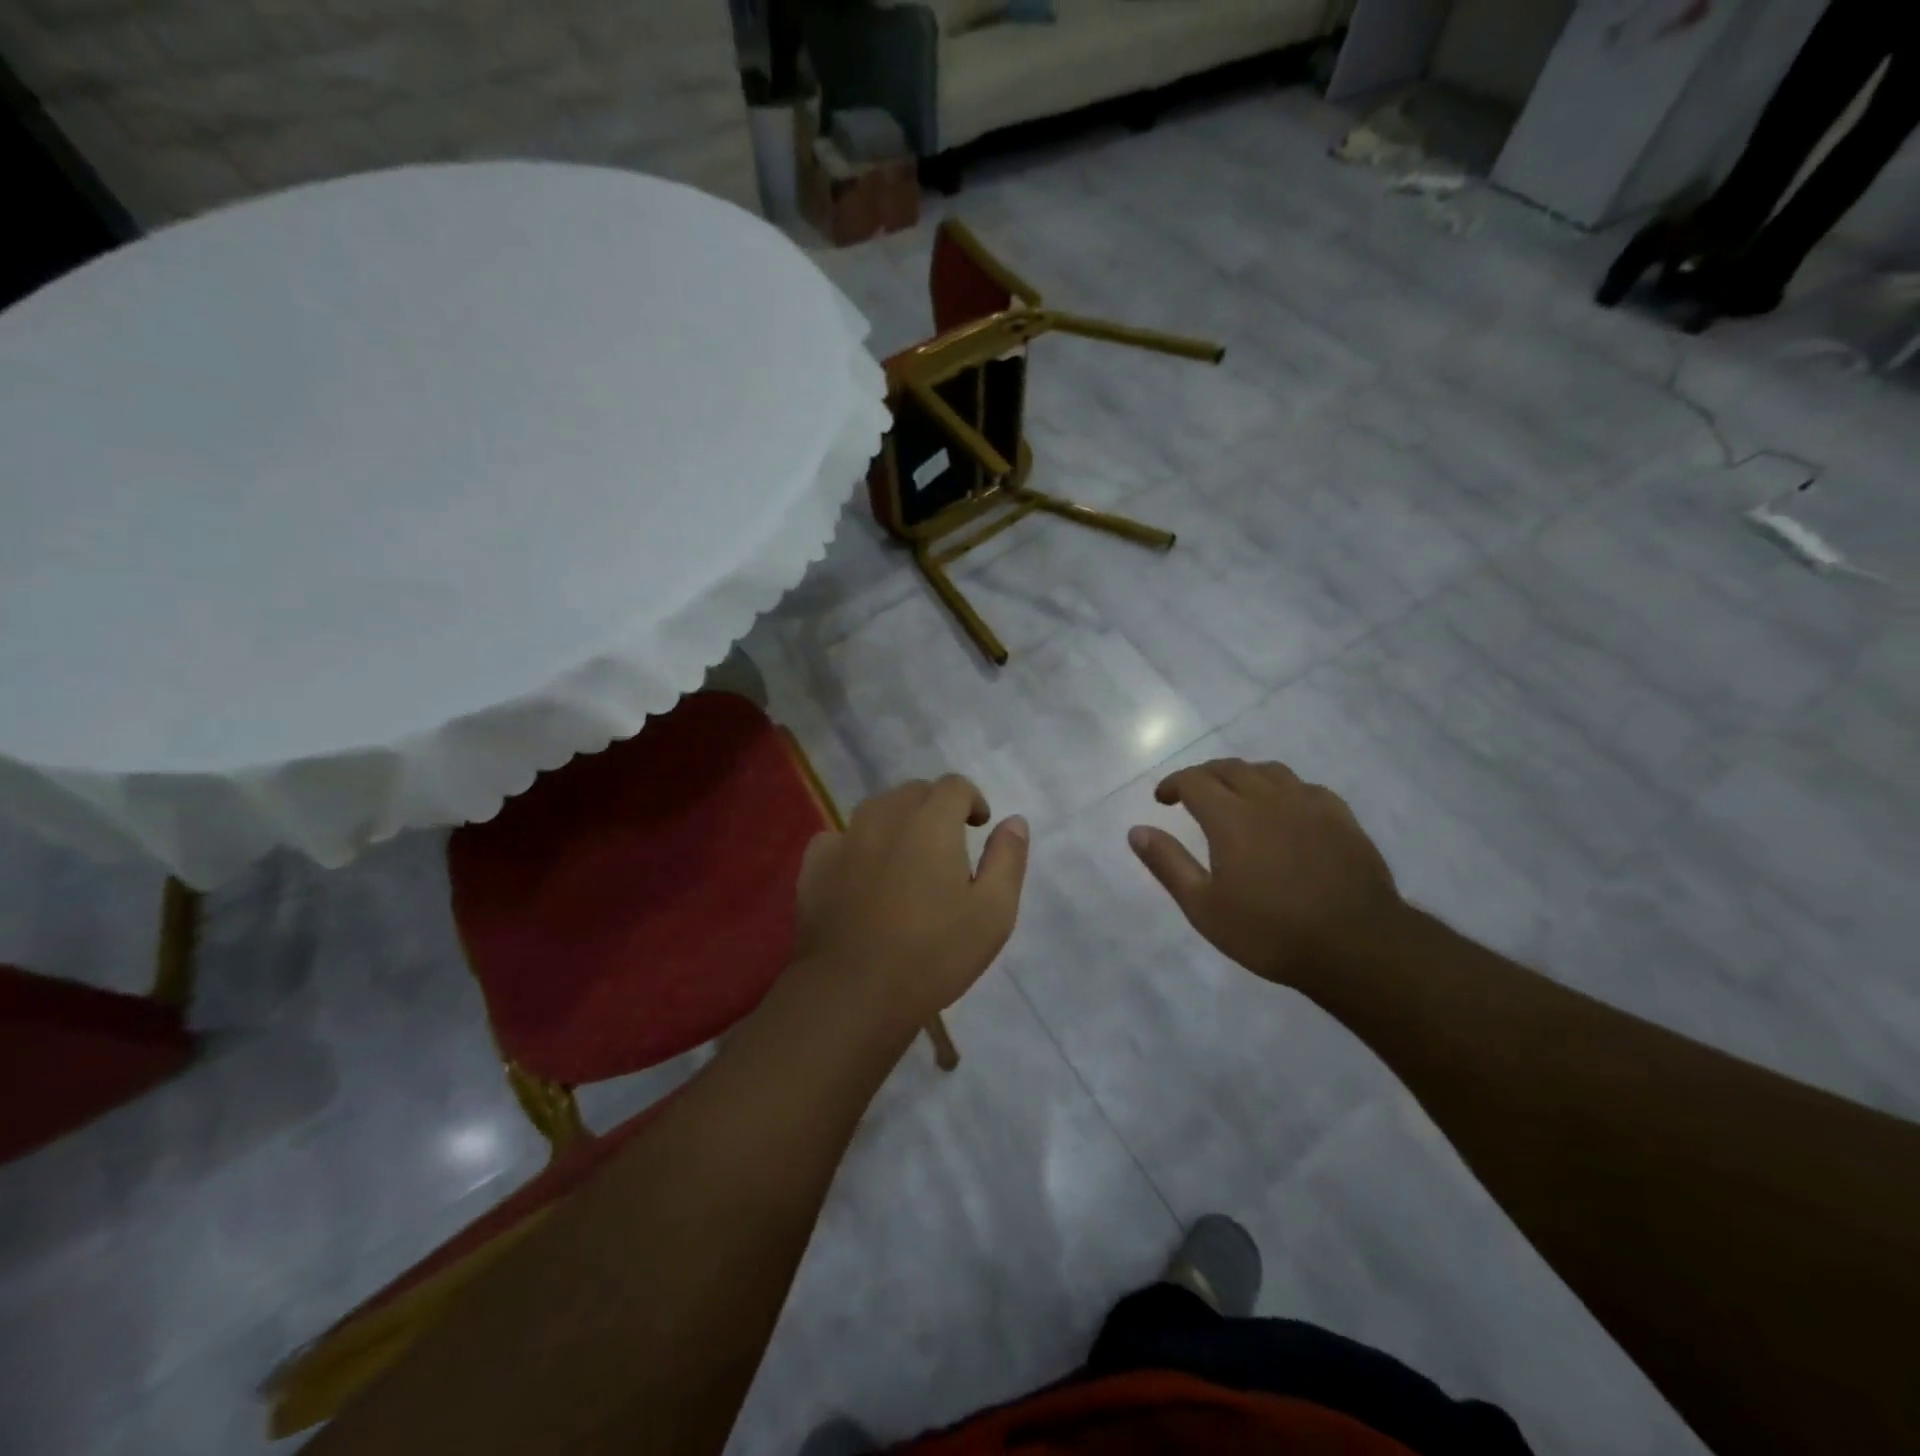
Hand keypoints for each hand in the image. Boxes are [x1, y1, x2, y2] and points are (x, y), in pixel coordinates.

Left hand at [794, 775, 1028, 1032]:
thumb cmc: (933, 954)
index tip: (978, 827)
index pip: (954, 785)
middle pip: (914, 792)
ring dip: (897, 822)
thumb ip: (1007, 859)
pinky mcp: (815, 864)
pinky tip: (862, 876)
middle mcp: (885, 815)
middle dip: (935, 808)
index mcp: (931, 820)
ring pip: (876, 810)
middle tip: (947, 846)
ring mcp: (844, 838)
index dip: (971, 800)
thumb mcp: (993, 913)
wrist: (852, 992)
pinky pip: (840, 838)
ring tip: (906, 859)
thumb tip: (1013, 821)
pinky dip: (857, 846)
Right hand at [1128, 759, 1402, 987]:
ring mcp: (1309, 804)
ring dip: (1244, 776)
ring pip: (1269, 771)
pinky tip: (1285, 809)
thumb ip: (1168, 864)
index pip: (1194, 780)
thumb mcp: (1204, 907)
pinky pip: (1305, 787)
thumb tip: (1136, 830)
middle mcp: (1268, 799)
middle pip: (1230, 769)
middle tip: (1192, 794)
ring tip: (1236, 796)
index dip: (1173, 783)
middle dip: (1205, 775)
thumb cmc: (1269, 931)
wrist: (1356, 946)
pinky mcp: (1341, 818)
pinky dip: (1283, 789)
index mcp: (1231, 817)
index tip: (1162, 799)